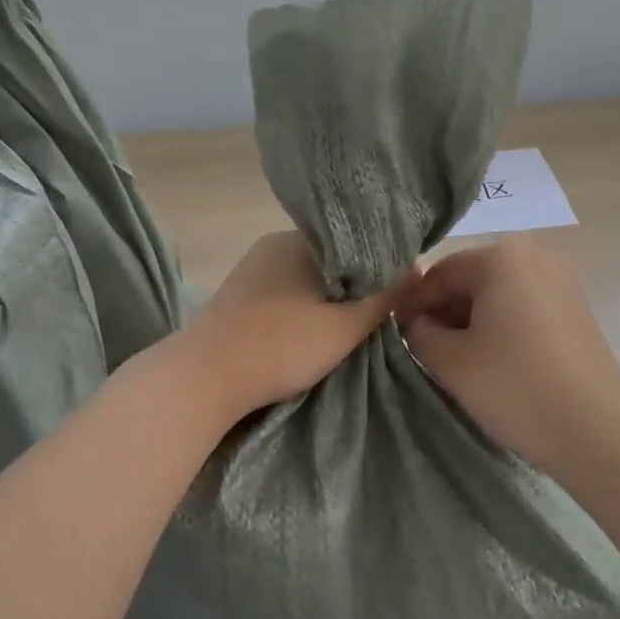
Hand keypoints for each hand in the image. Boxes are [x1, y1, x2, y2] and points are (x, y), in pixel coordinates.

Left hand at [176, 232, 414, 431]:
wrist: (202, 378)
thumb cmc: (280, 346)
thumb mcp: (345, 326)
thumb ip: (385, 297)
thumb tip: (417, 270)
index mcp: (299, 240)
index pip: (356, 242)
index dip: (381, 267)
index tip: (399, 294)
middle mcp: (273, 244)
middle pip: (331, 260)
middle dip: (354, 285)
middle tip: (375, 318)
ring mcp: (250, 269)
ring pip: (305, 278)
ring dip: (326, 299)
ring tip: (345, 329)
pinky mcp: (236, 295)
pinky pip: (283, 292)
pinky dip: (301, 308)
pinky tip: (306, 333)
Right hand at [396, 236, 619, 474]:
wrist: (598, 432)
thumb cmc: (516, 387)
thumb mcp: (450, 361)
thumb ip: (418, 332)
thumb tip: (416, 322)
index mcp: (501, 256)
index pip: (439, 273)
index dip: (413, 306)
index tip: (399, 338)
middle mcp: (534, 254)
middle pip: (470, 279)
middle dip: (444, 313)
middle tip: (428, 354)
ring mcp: (560, 280)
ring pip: (497, 294)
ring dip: (471, 322)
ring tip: (461, 363)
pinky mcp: (575, 307)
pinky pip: (523, 306)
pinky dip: (501, 327)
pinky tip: (496, 363)